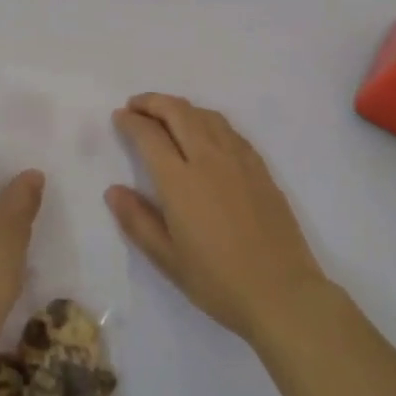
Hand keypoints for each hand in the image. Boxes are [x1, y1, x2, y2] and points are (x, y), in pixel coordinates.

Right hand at [108, 94, 328, 341]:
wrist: (282, 293)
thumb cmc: (218, 281)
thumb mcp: (167, 259)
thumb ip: (137, 220)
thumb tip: (113, 190)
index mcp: (181, 182)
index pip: (150, 136)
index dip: (131, 122)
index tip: (119, 116)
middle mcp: (209, 160)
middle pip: (178, 113)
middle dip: (153, 102)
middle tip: (136, 106)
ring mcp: (239, 161)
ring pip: (206, 116)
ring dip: (181, 107)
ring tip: (166, 114)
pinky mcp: (260, 168)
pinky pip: (229, 130)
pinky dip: (208, 120)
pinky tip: (205, 133)